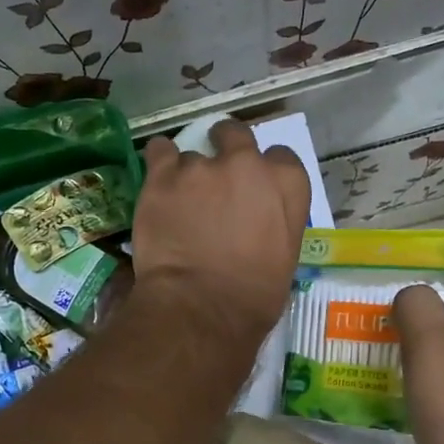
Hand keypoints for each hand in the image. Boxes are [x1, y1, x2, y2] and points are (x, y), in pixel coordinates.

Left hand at [131, 119, 310, 341]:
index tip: (252, 187)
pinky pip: (159, 150)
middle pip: (236, 136)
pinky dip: (158, 161)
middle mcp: (247, 165)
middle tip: (216, 177)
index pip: (281, 158)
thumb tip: (256, 220)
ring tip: (179, 203)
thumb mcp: (285, 257)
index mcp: (286, 185)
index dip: (264, 170)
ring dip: (189, 173)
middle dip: (227, 148)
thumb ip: (273, 221)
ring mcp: (202, 167)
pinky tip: (157, 181)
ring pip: (193, 156)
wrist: (201, 308)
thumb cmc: (253, 297)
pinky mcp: (162, 176)